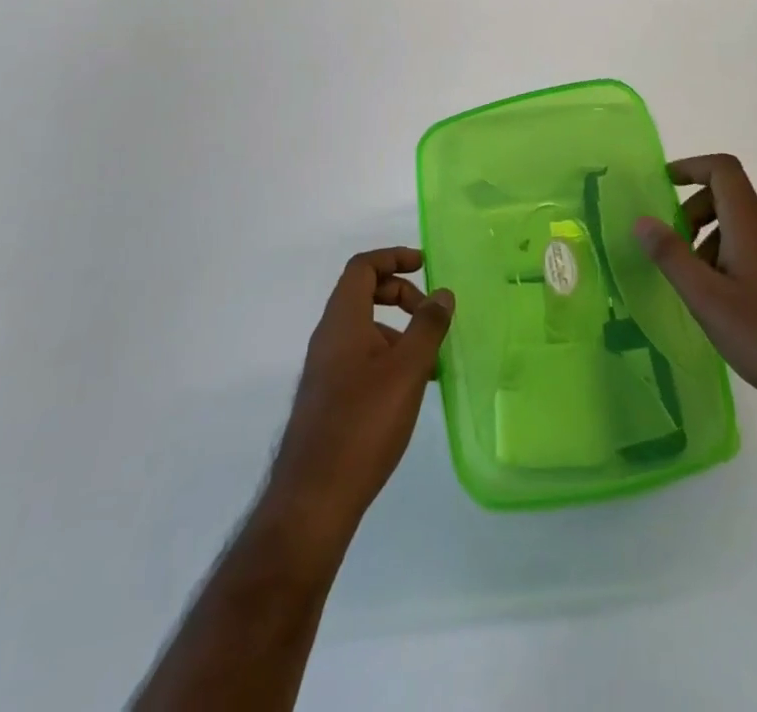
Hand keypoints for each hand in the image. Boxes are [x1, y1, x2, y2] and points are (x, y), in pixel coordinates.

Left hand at [266, 248, 453, 541]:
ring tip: (431, 362)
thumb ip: (427, 327)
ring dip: (398, 331)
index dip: (393, 257)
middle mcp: (329, 336)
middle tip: (432, 316)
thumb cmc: (362, 424)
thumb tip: (442, 293)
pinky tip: (410, 390)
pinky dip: (388, 357)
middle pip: (363, 293)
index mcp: (342, 320)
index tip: (424, 266)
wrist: (313, 498)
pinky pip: (361, 357)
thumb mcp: (407, 370)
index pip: (362, 267)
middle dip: (400, 294)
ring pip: (365, 329)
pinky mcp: (329, 397)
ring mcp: (326, 368)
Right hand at [634, 155, 756, 437]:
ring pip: (736, 226)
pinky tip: (718, 304)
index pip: (723, 170)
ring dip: (706, 239)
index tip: (662, 184)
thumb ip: (672, 256)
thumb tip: (642, 220)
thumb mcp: (707, 299)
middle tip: (672, 248)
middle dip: (691, 211)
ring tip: (693, 284)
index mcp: (751, 226)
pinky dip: (723, 259)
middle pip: (726, 195)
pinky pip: (749, 249)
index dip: (690, 166)